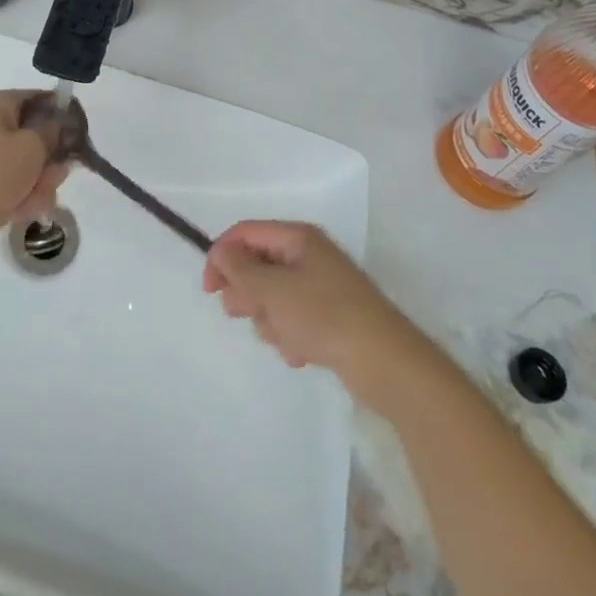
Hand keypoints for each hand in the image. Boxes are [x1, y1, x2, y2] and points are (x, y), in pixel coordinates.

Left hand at [0, 90, 69, 254]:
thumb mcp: (31, 145)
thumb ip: (52, 133)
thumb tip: (60, 124)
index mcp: (0, 106)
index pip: (40, 99)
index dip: (62, 113)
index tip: (79, 131)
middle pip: (40, 136)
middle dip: (53, 158)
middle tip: (58, 172)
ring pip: (33, 166)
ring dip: (42, 183)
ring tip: (37, 196)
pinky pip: (21, 187)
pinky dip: (27, 198)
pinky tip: (26, 209)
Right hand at [203, 221, 420, 398]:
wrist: (386, 363)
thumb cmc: (325, 316)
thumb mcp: (273, 290)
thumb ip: (241, 269)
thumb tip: (222, 251)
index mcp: (298, 237)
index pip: (246, 233)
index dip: (222, 255)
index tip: (209, 290)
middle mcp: (309, 255)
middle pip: (258, 264)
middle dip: (248, 292)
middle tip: (244, 314)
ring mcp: (321, 286)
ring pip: (273, 296)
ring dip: (270, 319)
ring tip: (285, 337)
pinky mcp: (330, 316)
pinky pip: (294, 319)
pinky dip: (291, 335)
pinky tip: (301, 352)